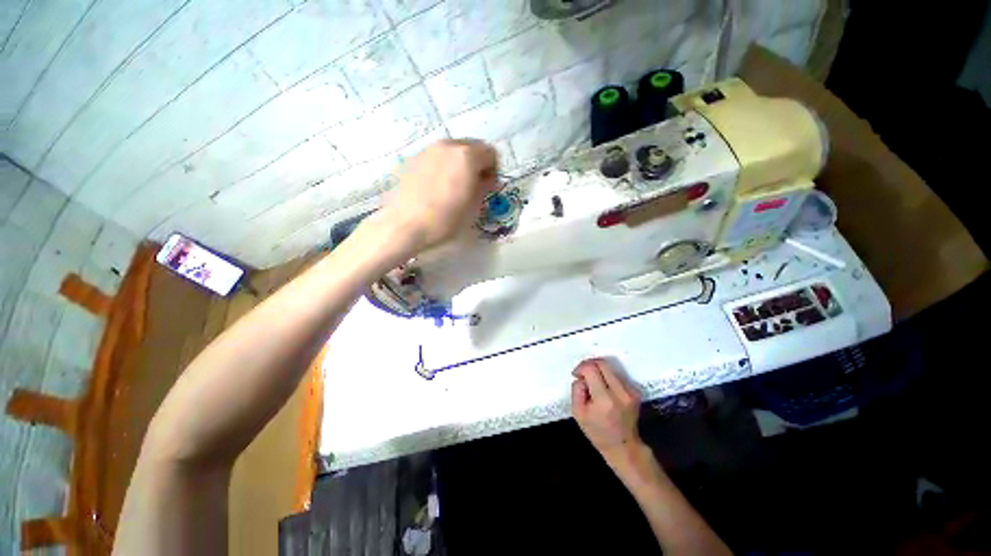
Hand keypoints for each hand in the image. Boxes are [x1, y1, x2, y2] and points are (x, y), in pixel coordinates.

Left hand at [375, 139, 497, 252]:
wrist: (404, 225)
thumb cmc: (445, 219)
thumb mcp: (474, 207)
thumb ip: (484, 187)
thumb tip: (485, 180)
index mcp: (467, 155)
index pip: (491, 153)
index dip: (494, 170)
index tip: (489, 187)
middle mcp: (447, 145)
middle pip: (472, 147)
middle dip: (478, 164)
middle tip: (473, 185)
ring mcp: (427, 150)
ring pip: (452, 150)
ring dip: (459, 164)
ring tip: (454, 187)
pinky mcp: (412, 159)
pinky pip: (436, 157)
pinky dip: (443, 166)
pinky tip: (436, 187)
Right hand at [571, 358, 643, 463]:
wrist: (624, 447)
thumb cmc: (597, 432)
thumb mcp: (578, 413)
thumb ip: (577, 390)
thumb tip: (581, 376)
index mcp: (604, 400)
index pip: (591, 369)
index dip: (581, 368)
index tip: (576, 375)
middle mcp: (620, 393)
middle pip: (603, 364)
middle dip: (589, 364)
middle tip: (583, 374)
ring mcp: (630, 391)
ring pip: (610, 368)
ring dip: (599, 371)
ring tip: (593, 384)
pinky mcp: (635, 391)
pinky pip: (617, 375)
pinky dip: (607, 377)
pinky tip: (604, 389)